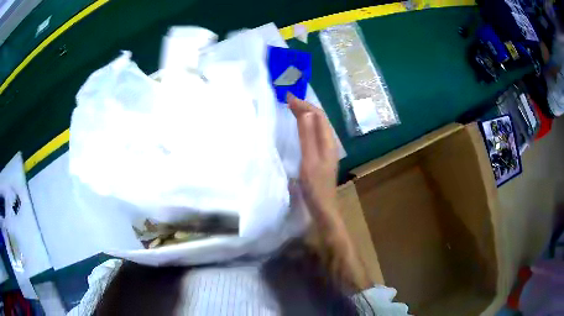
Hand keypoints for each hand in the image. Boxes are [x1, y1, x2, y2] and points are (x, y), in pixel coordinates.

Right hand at [287, 93, 338, 224]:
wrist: (323, 208)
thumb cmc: (315, 186)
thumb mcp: (309, 160)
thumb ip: (307, 136)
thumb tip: (305, 111)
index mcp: (328, 141)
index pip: (318, 115)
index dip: (304, 104)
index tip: (288, 97)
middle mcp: (329, 142)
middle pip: (319, 119)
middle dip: (305, 106)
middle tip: (288, 100)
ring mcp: (326, 150)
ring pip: (317, 126)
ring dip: (305, 115)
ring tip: (292, 108)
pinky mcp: (321, 156)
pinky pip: (314, 134)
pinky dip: (305, 125)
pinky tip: (299, 127)